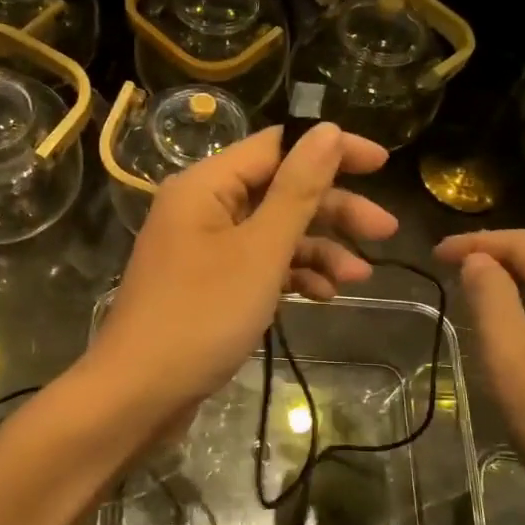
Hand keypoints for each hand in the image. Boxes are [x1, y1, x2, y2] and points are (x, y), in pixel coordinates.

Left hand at [87, 123, 395, 418]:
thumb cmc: (202, 315)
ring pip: (272, 231)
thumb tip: (329, 130)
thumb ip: (297, 190)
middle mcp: (202, 207)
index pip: (277, 146)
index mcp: (205, 184)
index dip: (331, 150)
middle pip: (279, 190)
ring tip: (358, 278)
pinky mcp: (209, 283)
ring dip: (317, 248)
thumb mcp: (260, 250)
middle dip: (333, 210)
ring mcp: (204, 247)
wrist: (139, 393)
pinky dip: (291, 274)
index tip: (382, 165)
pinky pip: (257, 264)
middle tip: (385, 230)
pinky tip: (323, 295)